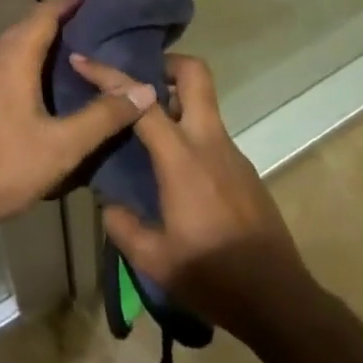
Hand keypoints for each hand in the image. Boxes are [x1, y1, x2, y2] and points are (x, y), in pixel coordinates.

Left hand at [0, 0, 157, 242]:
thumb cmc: (1, 166)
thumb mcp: (61, 146)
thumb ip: (103, 116)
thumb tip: (144, 90)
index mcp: (14, 55)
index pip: (47, 12)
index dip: (73, 2)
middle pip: (29, 25)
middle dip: (62, 21)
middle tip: (98, 29)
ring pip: (13, 45)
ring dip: (42, 42)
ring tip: (76, 55)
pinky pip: (3, 64)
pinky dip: (26, 61)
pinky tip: (41, 86)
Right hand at [71, 52, 309, 339]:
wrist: (279, 302)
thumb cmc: (213, 277)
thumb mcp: (154, 260)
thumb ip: (123, 226)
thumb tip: (108, 203)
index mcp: (182, 158)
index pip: (142, 102)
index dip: (109, 75)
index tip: (83, 61)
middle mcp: (209, 142)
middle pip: (195, 74)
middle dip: (164, 63)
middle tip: (135, 81)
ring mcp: (232, 153)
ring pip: (204, 103)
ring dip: (174, 101)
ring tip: (144, 128)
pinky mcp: (244, 170)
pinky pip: (210, 133)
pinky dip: (187, 133)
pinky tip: (172, 168)